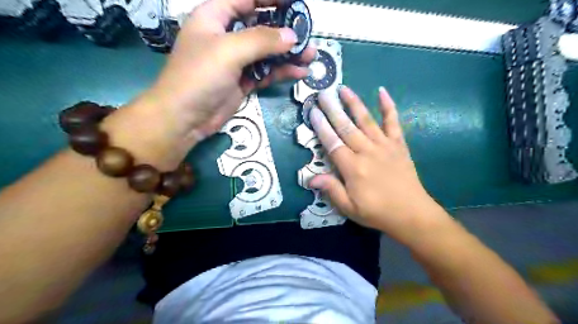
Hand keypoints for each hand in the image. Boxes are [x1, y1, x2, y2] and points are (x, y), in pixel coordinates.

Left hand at [144, 0, 315, 144]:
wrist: (185, 117)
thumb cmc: (200, 75)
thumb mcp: (229, 51)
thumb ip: (262, 40)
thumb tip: (292, 36)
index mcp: (215, 17)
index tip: (295, 3)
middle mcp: (227, 36)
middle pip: (260, 26)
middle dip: (284, 30)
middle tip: (307, 34)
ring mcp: (236, 61)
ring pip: (267, 52)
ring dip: (288, 54)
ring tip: (310, 56)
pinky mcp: (243, 81)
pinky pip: (266, 72)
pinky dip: (282, 72)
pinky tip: (299, 72)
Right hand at [309, 86, 447, 242]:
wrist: (412, 214)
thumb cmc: (377, 212)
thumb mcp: (349, 208)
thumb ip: (331, 190)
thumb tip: (310, 178)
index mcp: (353, 167)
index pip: (332, 143)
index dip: (321, 126)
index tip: (313, 111)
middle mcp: (367, 151)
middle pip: (346, 127)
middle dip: (333, 109)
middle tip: (323, 93)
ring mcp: (384, 146)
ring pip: (366, 120)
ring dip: (354, 103)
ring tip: (344, 88)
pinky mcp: (398, 145)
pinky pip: (393, 122)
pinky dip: (388, 106)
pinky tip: (382, 92)